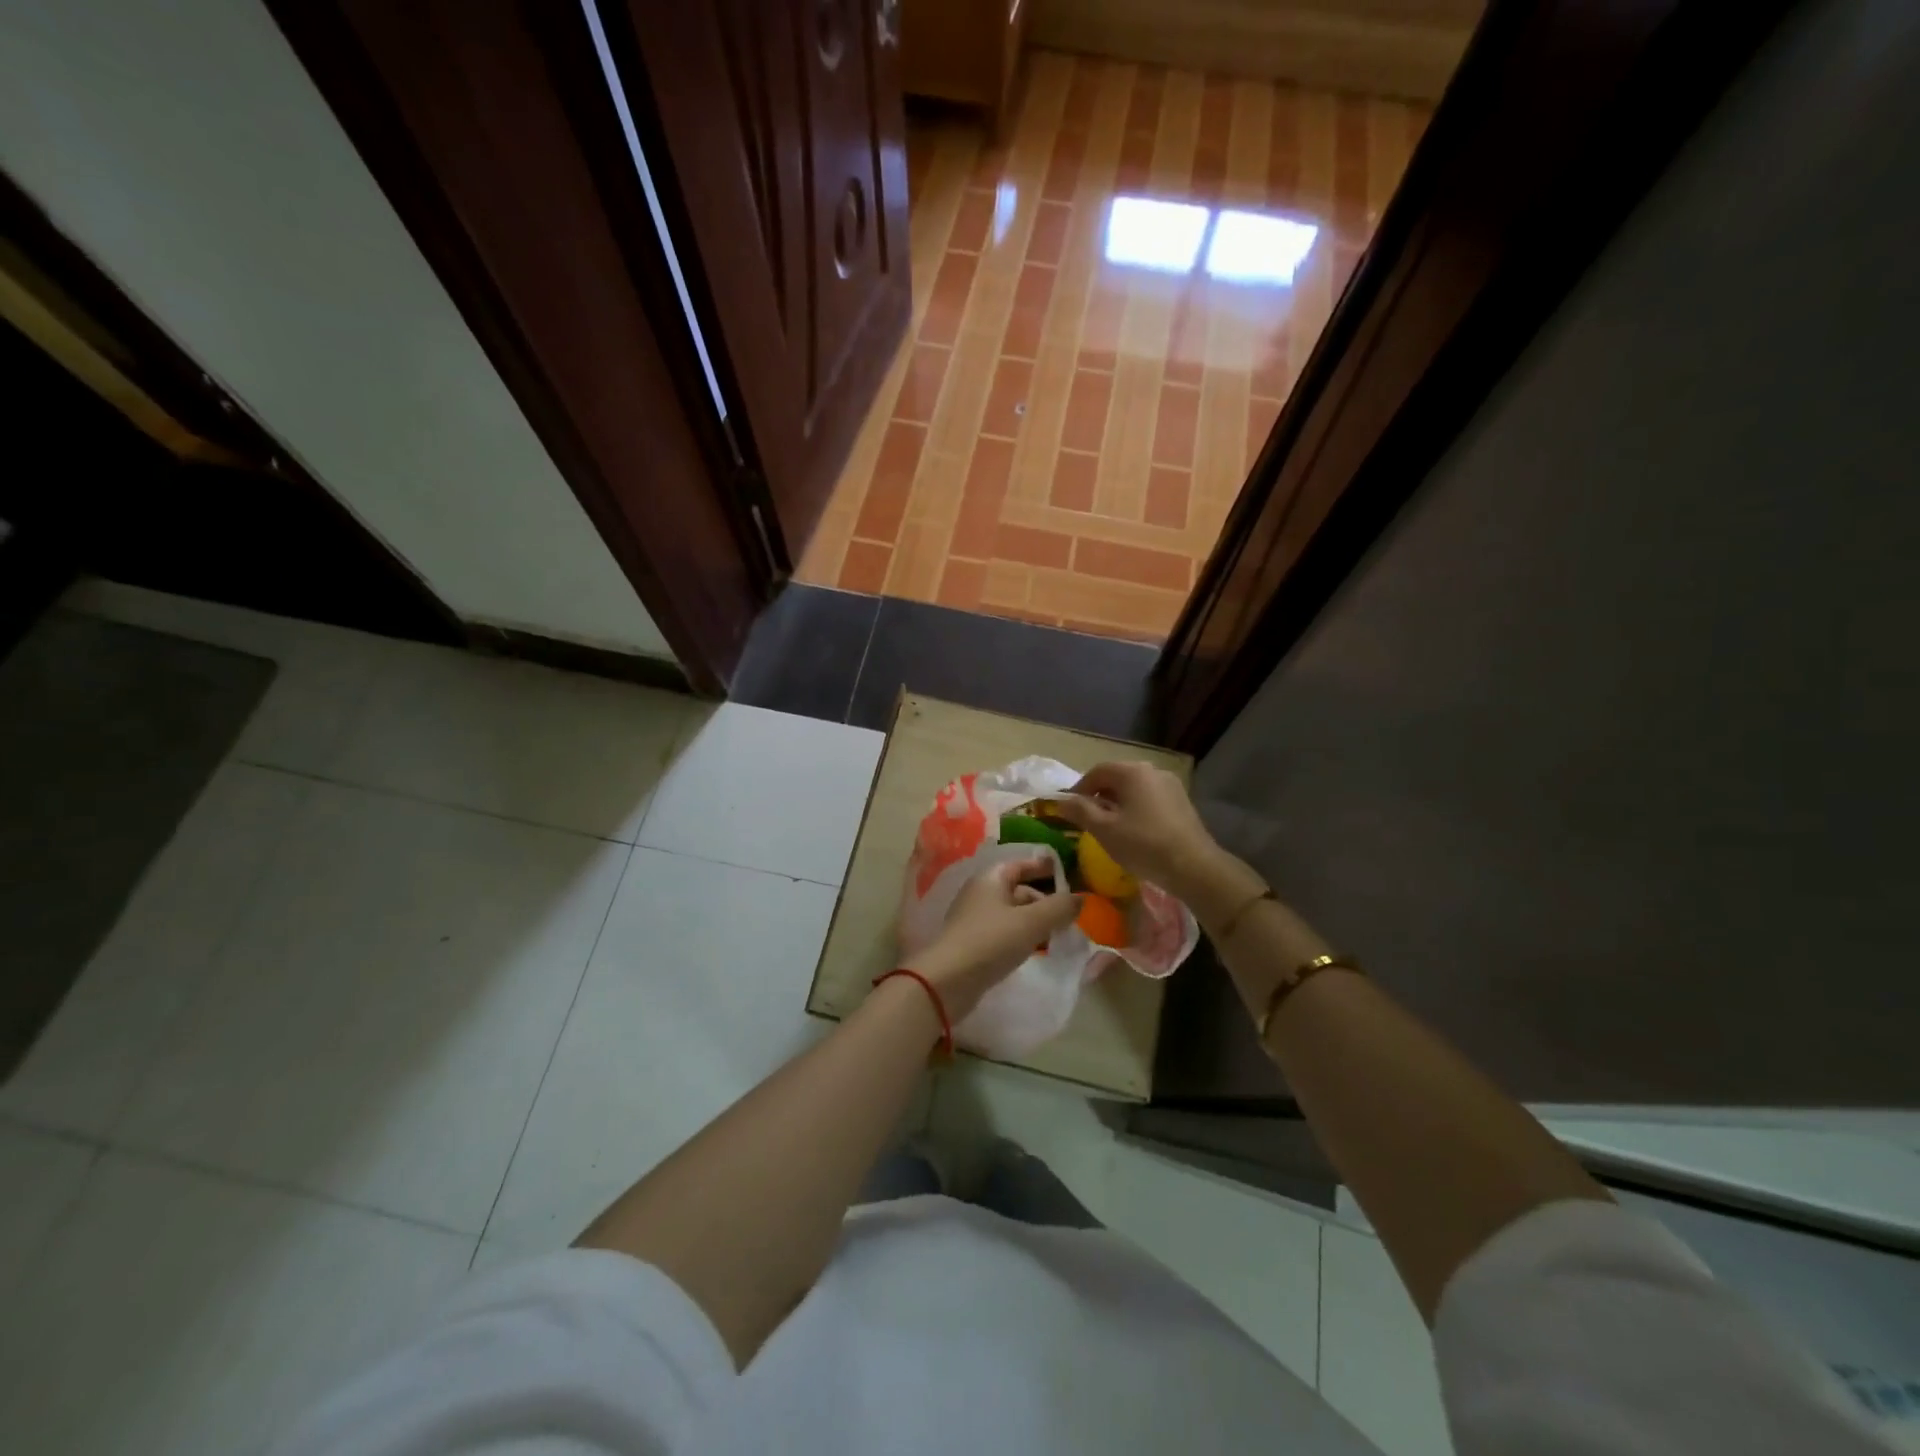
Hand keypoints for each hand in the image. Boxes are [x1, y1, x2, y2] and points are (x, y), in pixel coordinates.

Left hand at [905, 855, 1079, 1019]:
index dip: (1043, 866)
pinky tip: (1035, 951)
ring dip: (1035, 922)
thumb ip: (1059, 908)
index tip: (1065, 872)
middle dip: (1044, 901)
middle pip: (1018, 890)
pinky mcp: (973, 944)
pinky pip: (1004, 933)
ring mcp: (974, 920)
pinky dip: (1021, 937)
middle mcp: (980, 893)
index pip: (1021, 864)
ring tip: (1058, 936)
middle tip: (1069, 916)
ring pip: (1012, 914)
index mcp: (991, 878)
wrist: (947, 981)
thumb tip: (1081, 898)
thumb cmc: (991, 941)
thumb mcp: (1032, 922)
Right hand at [1051, 761, 1224, 899]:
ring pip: (1135, 788)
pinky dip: (1136, 809)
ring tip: (1110, 827)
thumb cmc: (1143, 844)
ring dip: (1118, 803)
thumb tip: (1060, 801)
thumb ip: (1080, 811)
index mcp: (1132, 772)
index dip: (1079, 788)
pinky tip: (1135, 831)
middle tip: (1088, 819)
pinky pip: (1150, 798)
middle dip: (1099, 795)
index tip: (1070, 809)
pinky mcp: (1182, 802)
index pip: (1097, 771)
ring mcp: (1171, 785)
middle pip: (1117, 777)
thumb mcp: (1104, 829)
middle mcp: (1153, 771)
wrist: (1194, 867)